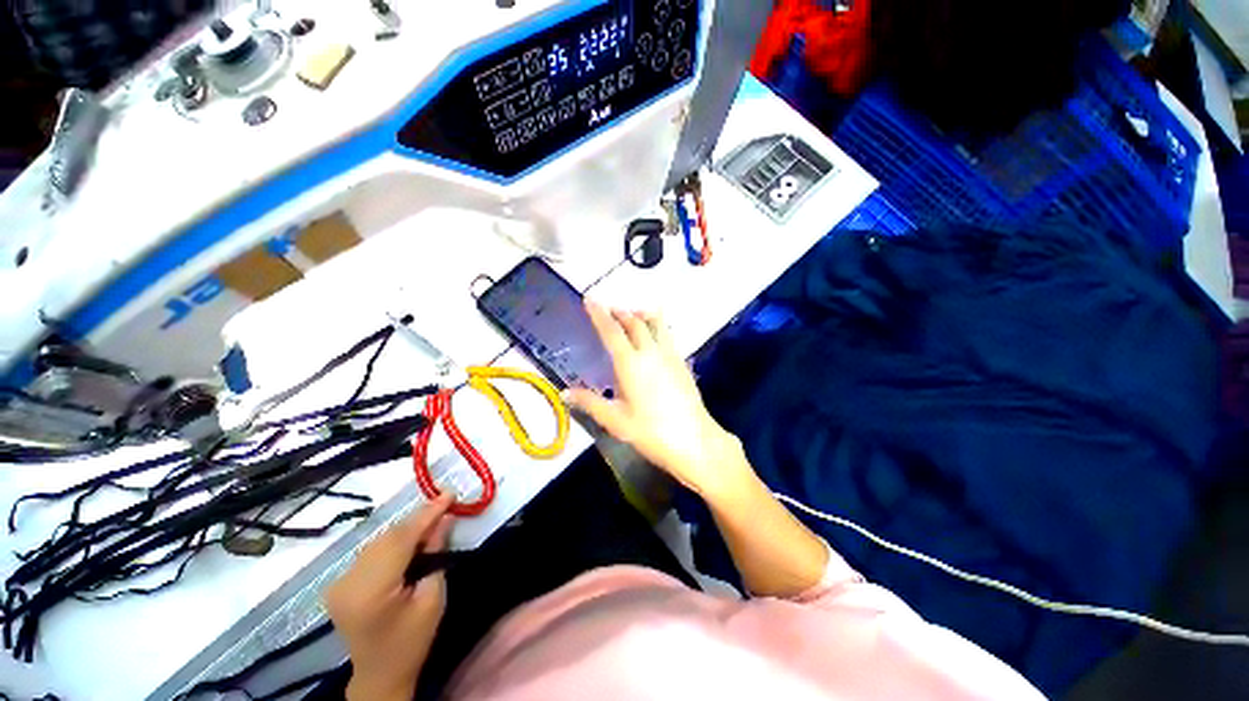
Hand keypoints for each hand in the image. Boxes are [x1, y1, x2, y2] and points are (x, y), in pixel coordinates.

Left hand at [324, 494, 454, 700]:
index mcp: (371, 591)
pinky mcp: (339, 582)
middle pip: (388, 537)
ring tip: (432, 522)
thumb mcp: (433, 597)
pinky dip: (394, 540)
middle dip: (418, 519)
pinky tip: (411, 540)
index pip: (401, 540)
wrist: (380, 672)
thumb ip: (435, 554)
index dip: (426, 514)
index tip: (449, 493)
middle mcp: (348, 582)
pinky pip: (372, 550)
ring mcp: (339, 582)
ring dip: (407, 528)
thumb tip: (443, 519)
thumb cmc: (413, 640)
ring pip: (379, 540)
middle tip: (446, 505)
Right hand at [566, 301, 748, 500]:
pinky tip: (655, 334)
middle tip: (609, 308)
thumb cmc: (651, 432)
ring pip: (655, 324)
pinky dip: (657, 326)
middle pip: (635, 322)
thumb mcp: (616, 420)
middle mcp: (651, 352)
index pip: (611, 331)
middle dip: (620, 312)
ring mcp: (670, 355)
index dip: (599, 314)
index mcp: (631, 363)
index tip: (590, 299)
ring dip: (641, 314)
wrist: (694, 440)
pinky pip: (667, 335)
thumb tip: (565, 392)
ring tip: (632, 313)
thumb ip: (590, 403)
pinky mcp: (682, 363)